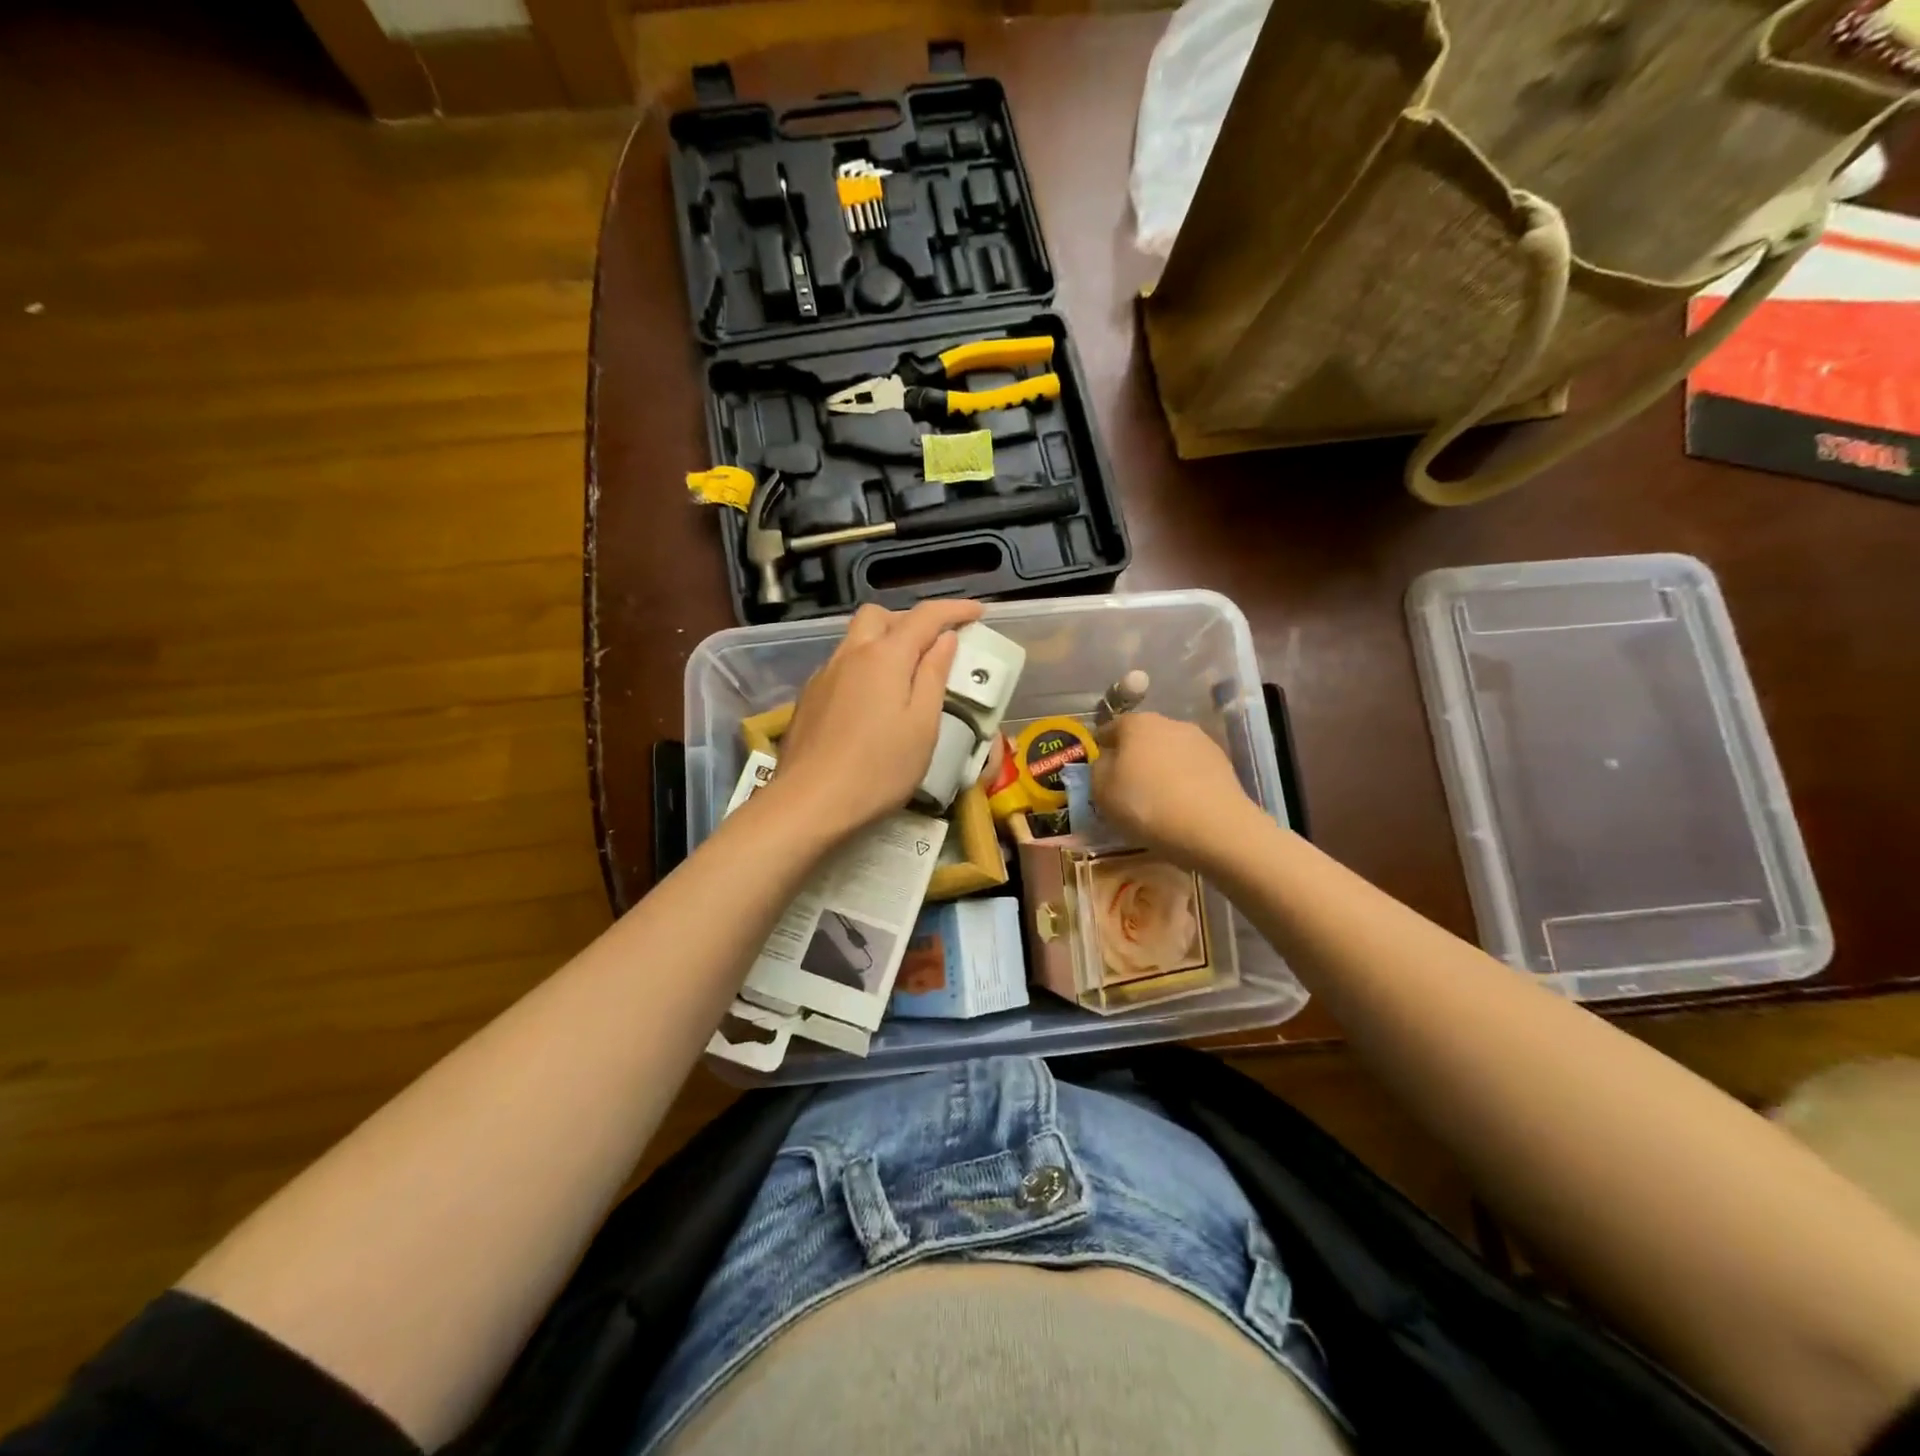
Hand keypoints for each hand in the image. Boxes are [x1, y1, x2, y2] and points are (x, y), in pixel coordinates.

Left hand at [772, 598, 984, 838]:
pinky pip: (842, 665)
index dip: (954, 609)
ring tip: (905, 677)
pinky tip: (872, 703)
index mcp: (885, 656)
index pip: (924, 617)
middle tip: (933, 647)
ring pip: (856, 640)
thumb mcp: (922, 725)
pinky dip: (864, 668)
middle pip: (879, 616)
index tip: (978, 612)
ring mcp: (824, 675)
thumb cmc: (880, 768)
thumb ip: (934, 676)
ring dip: (884, 643)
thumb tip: (944, 639)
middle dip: (910, 621)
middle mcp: (850, 654)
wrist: (810, 802)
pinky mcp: (809, 698)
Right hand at [1091, 712, 1262, 867]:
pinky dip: (1182, 781)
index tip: (1097, 774)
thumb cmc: (1146, 805)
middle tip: (1125, 789)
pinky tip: (1180, 805)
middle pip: (1141, 738)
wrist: (1214, 828)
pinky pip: (1191, 769)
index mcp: (1136, 723)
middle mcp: (1169, 722)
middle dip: (1132, 758)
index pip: (1109, 729)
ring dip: (1159, 769)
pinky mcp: (1222, 763)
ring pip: (1168, 753)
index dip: (1100, 750)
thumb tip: (1106, 760)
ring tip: (1156, 800)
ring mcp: (1200, 741)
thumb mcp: (1102, 791)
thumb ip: (1097, 769)